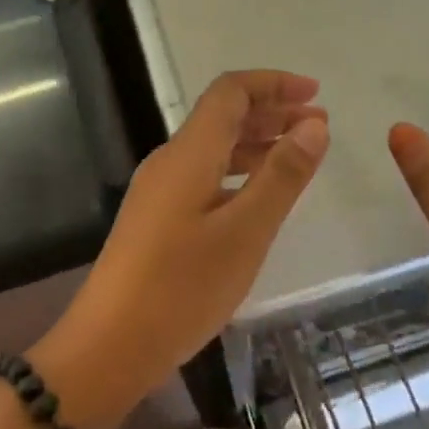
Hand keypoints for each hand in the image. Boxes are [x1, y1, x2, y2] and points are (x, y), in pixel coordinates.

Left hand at [38, 70, 328, 428]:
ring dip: (257, 142)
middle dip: (271, 111)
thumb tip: (315, 124)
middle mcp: (171, 160)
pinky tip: (259, 195)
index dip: (273, 83)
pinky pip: (205, 175)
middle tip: (318, 124)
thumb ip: (282, 176)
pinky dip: (239, 172)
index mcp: (189, 153)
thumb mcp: (245, 232)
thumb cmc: (181, 288)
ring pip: (214, 147)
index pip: (230, 92)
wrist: (110, 345)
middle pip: (222, 115)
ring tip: (299, 154)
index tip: (315, 93)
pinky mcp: (157, 217)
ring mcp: (160, 190)